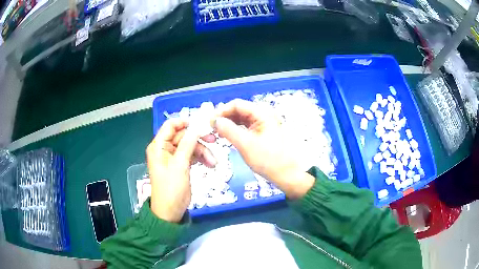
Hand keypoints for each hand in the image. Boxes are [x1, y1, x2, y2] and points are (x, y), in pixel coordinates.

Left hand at [146, 118, 215, 222]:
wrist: (170, 212)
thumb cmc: (171, 188)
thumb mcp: (180, 165)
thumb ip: (188, 144)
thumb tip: (196, 126)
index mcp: (158, 146)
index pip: (170, 125)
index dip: (185, 122)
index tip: (202, 125)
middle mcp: (164, 149)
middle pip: (183, 136)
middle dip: (198, 140)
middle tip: (214, 141)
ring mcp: (173, 157)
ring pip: (190, 146)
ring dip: (202, 152)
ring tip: (213, 163)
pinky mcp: (180, 165)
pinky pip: (191, 155)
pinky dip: (200, 158)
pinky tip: (210, 165)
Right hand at [214, 99, 314, 198]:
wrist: (286, 175)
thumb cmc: (268, 160)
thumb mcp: (246, 145)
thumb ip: (229, 130)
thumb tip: (215, 120)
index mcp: (263, 114)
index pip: (237, 104)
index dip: (222, 111)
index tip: (210, 122)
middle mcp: (263, 115)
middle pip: (239, 110)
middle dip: (225, 117)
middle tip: (212, 128)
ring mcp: (263, 124)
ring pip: (241, 119)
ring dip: (229, 124)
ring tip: (217, 133)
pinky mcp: (262, 132)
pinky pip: (245, 126)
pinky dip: (235, 130)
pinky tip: (227, 135)